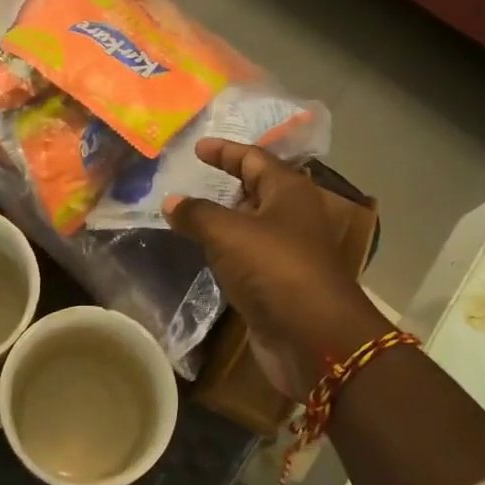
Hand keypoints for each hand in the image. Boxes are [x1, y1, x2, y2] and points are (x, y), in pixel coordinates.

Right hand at [165, 140, 389, 399]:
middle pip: (256, 188)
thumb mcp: (229, 233)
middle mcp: (291, 215)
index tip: (197, 147)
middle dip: (225, 182)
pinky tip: (203, 252)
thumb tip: (171, 201)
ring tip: (187, 213)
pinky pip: (247, 255)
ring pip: (250, 224)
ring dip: (223, 218)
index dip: (225, 150)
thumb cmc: (275, 268)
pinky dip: (225, 249)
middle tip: (189, 178)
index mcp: (288, 191)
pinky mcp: (278, 282)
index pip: (253, 158)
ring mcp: (287, 251)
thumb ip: (197, 213)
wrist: (313, 337)